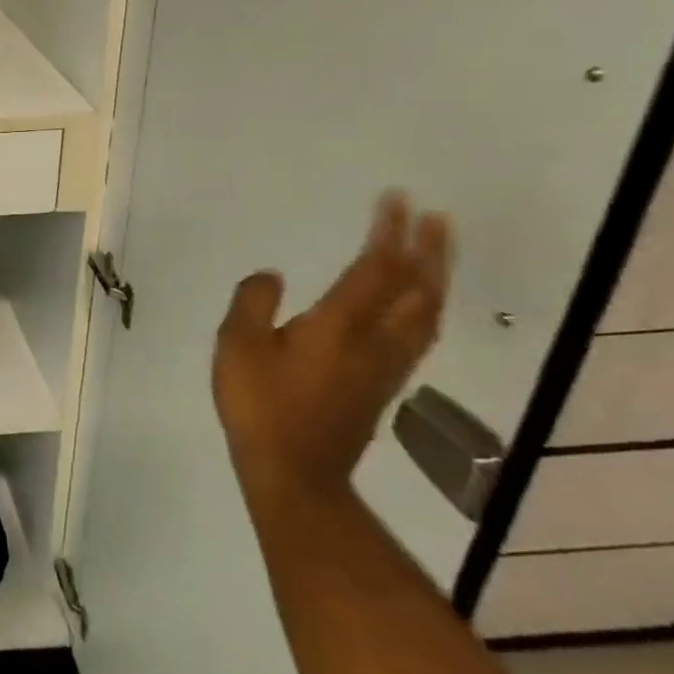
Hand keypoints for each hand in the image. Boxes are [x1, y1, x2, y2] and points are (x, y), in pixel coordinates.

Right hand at [213, 192, 451, 506]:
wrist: (296, 472)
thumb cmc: (260, 404)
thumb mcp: (237, 346)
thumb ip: (253, 303)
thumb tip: (273, 275)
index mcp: (340, 326)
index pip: (375, 269)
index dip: (388, 233)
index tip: (395, 200)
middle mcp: (375, 341)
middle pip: (417, 290)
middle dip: (428, 251)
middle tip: (435, 217)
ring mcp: (387, 365)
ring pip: (426, 313)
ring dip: (436, 277)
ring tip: (436, 252)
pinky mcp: (385, 384)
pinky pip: (419, 332)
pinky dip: (427, 306)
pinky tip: (420, 304)